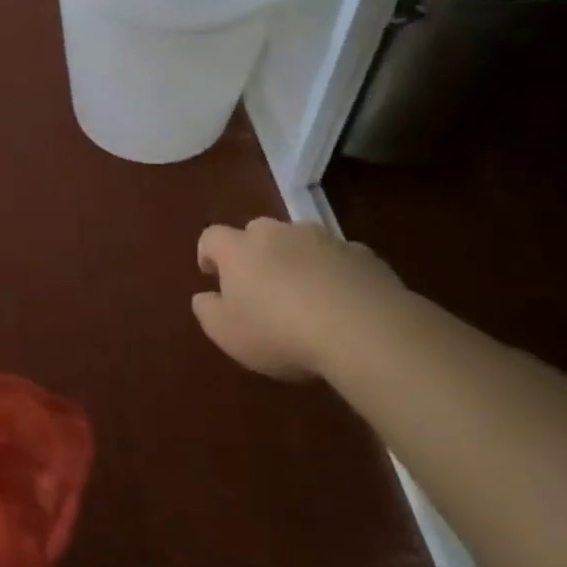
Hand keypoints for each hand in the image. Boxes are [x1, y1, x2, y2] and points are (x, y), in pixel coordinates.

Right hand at [192, 219, 401, 381]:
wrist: (363, 329)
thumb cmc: (280, 332)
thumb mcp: (228, 334)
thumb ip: (208, 311)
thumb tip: (204, 297)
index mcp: (239, 249)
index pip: (212, 237)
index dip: (209, 254)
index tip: (212, 276)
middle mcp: (278, 233)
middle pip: (257, 232)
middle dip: (255, 253)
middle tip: (260, 286)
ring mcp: (322, 239)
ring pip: (300, 241)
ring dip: (295, 259)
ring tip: (304, 294)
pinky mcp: (361, 253)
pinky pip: (337, 257)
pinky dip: (332, 272)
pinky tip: (341, 301)